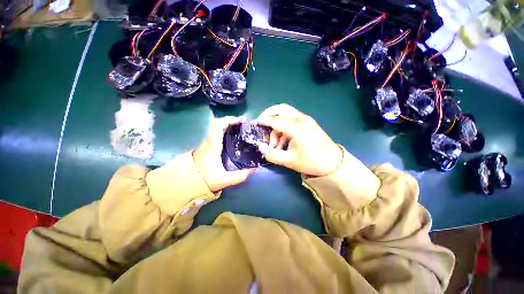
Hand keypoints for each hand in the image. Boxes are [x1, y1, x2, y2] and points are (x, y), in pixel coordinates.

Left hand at [193, 116, 253, 191]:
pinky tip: (234, 135)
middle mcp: (209, 140)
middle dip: (231, 120)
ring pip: (216, 126)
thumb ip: (239, 176)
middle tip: (243, 124)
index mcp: (212, 146)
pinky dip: (226, 129)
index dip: (230, 120)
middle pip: (217, 122)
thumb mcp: (224, 180)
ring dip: (229, 124)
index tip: (242, 121)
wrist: (188, 182)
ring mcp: (208, 141)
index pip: (218, 126)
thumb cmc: (205, 179)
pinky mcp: (208, 144)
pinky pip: (217, 131)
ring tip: (241, 128)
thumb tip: (254, 170)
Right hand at [256, 104, 342, 176]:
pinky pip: (292, 120)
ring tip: (274, 143)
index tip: (253, 124)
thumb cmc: (311, 162)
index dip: (262, 121)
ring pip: (286, 114)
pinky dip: (284, 127)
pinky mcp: (308, 123)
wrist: (333, 163)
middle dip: (268, 114)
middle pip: (281, 108)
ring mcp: (306, 119)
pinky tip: (282, 141)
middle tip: (261, 123)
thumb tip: (260, 146)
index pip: (274, 119)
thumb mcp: (289, 161)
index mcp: (296, 127)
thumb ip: (271, 154)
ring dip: (276, 125)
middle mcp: (301, 119)